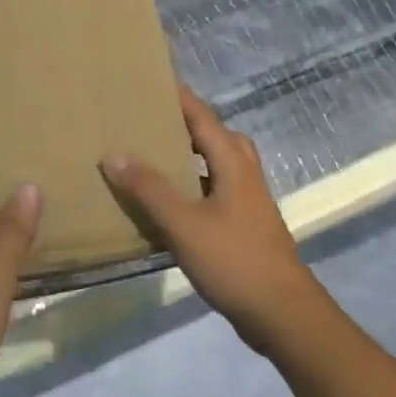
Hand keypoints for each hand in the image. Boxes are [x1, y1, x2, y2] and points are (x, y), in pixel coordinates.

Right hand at [101, 87, 330, 355]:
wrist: (282, 314)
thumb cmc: (234, 260)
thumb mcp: (184, 223)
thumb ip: (149, 189)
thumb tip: (113, 153)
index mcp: (234, 165)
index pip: (204, 118)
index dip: (180, 99)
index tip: (152, 82)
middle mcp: (245, 176)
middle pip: (217, 138)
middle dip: (187, 126)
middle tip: (151, 122)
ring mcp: (248, 203)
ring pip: (218, 167)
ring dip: (191, 158)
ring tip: (154, 159)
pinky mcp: (246, 228)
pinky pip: (215, 193)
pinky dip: (193, 188)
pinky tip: (169, 206)